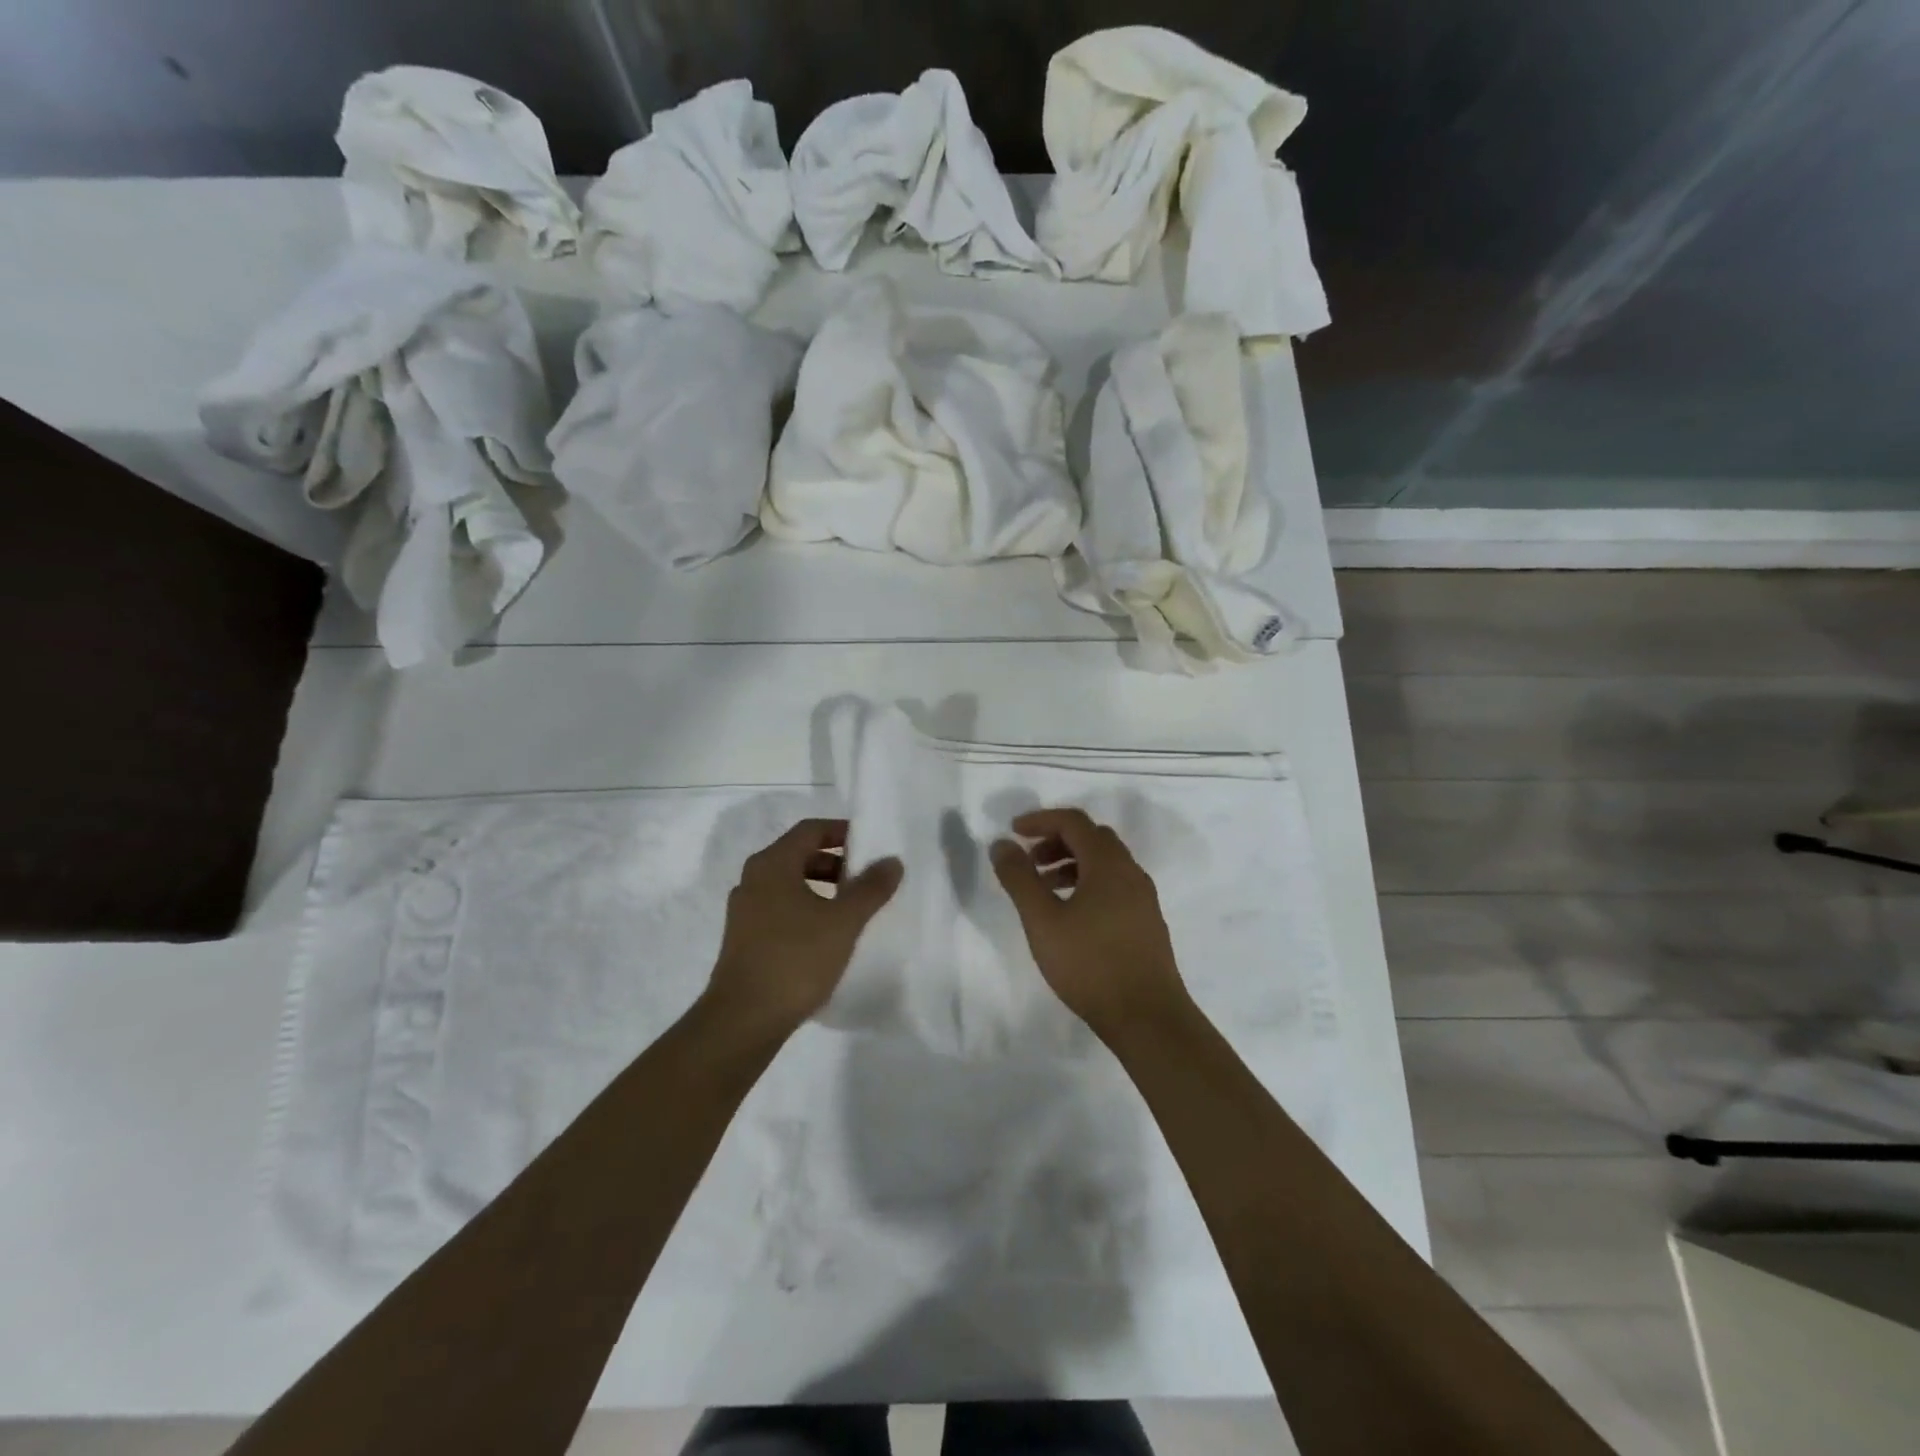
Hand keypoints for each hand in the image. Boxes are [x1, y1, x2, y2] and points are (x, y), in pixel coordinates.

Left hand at [704, 818, 901, 1041]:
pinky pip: (780, 908)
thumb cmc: (796, 959)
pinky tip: (827, 935)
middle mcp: (753, 879)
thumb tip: (892, 861)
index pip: (810, 830)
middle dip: (835, 861)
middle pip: (799, 855)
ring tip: (852, 907)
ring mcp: (744, 911)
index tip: (870, 844)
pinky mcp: (743, 939)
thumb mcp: (843, 921)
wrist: (743, 1020)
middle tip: (866, 877)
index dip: (842, 831)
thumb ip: (871, 888)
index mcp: (772, 864)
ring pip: (789, 884)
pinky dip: (806, 909)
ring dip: (822, 887)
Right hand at [990, 807, 1190, 1041]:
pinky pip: (1114, 885)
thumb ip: (1019, 878)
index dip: (1041, 820)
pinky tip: (1071, 915)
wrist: (1148, 1017)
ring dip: (1072, 863)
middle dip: (1056, 841)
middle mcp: (1131, 872)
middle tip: (1029, 861)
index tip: (1013, 831)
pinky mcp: (1146, 922)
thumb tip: (1002, 844)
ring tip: (1044, 889)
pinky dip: (1088, 883)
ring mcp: (1143, 898)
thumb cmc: (1089, 964)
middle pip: (1092, 838)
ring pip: (1105, 863)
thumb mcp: (1042, 920)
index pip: (1074, 822)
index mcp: (1108, 864)